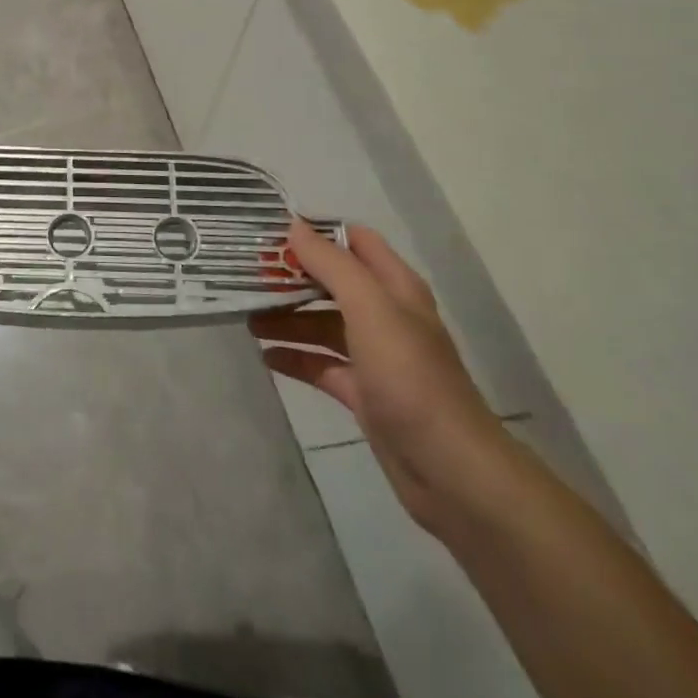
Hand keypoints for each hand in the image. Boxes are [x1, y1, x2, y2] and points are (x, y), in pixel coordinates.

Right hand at [252, 219, 505, 533]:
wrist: (450, 470)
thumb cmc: (410, 377)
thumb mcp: (370, 308)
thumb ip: (332, 264)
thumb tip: (294, 227)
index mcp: (395, 287)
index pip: (354, 240)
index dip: (316, 232)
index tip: (271, 232)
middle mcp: (385, 315)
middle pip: (332, 282)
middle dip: (292, 275)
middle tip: (247, 273)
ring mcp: (374, 356)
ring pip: (322, 324)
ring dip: (287, 317)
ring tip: (246, 316)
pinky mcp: (363, 392)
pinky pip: (320, 365)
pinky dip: (295, 357)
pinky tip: (265, 356)